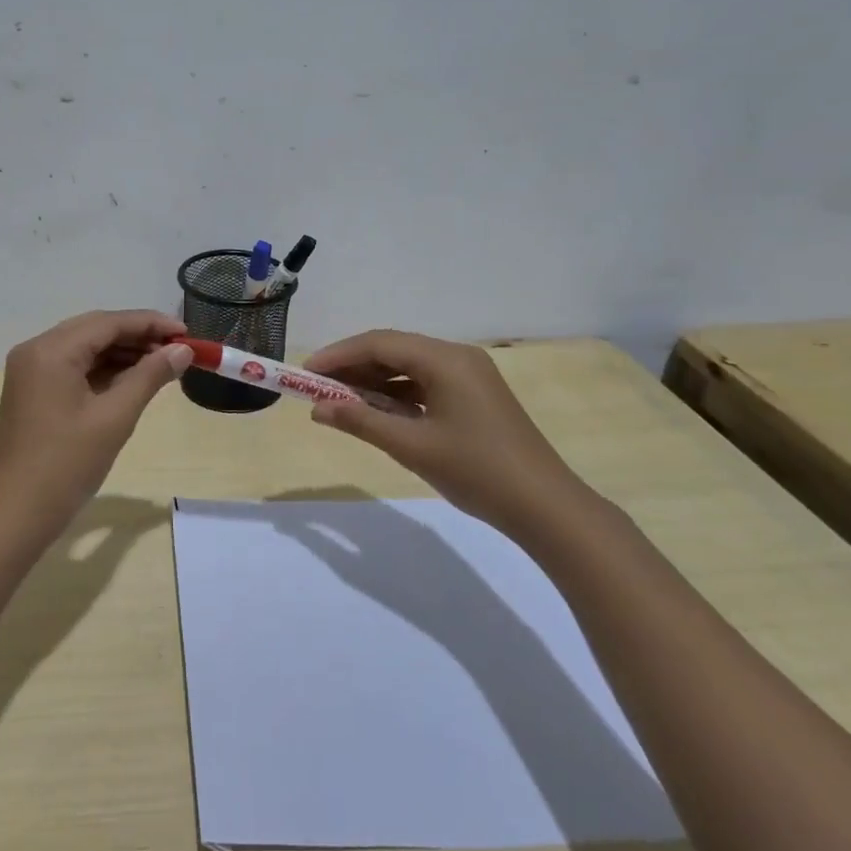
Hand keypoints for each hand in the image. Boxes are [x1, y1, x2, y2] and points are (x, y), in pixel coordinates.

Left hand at [0, 310, 191, 534]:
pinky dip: (103, 370)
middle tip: (178, 349)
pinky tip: (133, 379)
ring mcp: (31, 371)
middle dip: (138, 336)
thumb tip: (183, 350)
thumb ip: (150, 376)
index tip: (187, 333)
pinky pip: (73, 368)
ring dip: (122, 353)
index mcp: (51, 350)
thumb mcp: (115, 417)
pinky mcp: (33, 391)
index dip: (150, 323)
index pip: (108, 322)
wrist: (16, 514)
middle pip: (95, 330)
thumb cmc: (67, 464)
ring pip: (85, 348)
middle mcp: (36, 350)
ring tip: (163, 364)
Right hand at [301, 330, 594, 540]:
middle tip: (317, 388)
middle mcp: (458, 357)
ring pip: (408, 367)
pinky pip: (425, 383)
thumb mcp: (411, 447)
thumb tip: (318, 410)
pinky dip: (396, 394)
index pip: (379, 344)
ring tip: (339, 401)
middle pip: (394, 350)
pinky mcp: (474, 396)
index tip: (305, 373)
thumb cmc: (476, 471)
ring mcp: (470, 376)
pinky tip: (377, 412)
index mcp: (445, 360)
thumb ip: (361, 422)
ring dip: (373, 382)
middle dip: (352, 367)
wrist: (545, 506)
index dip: (338, 355)